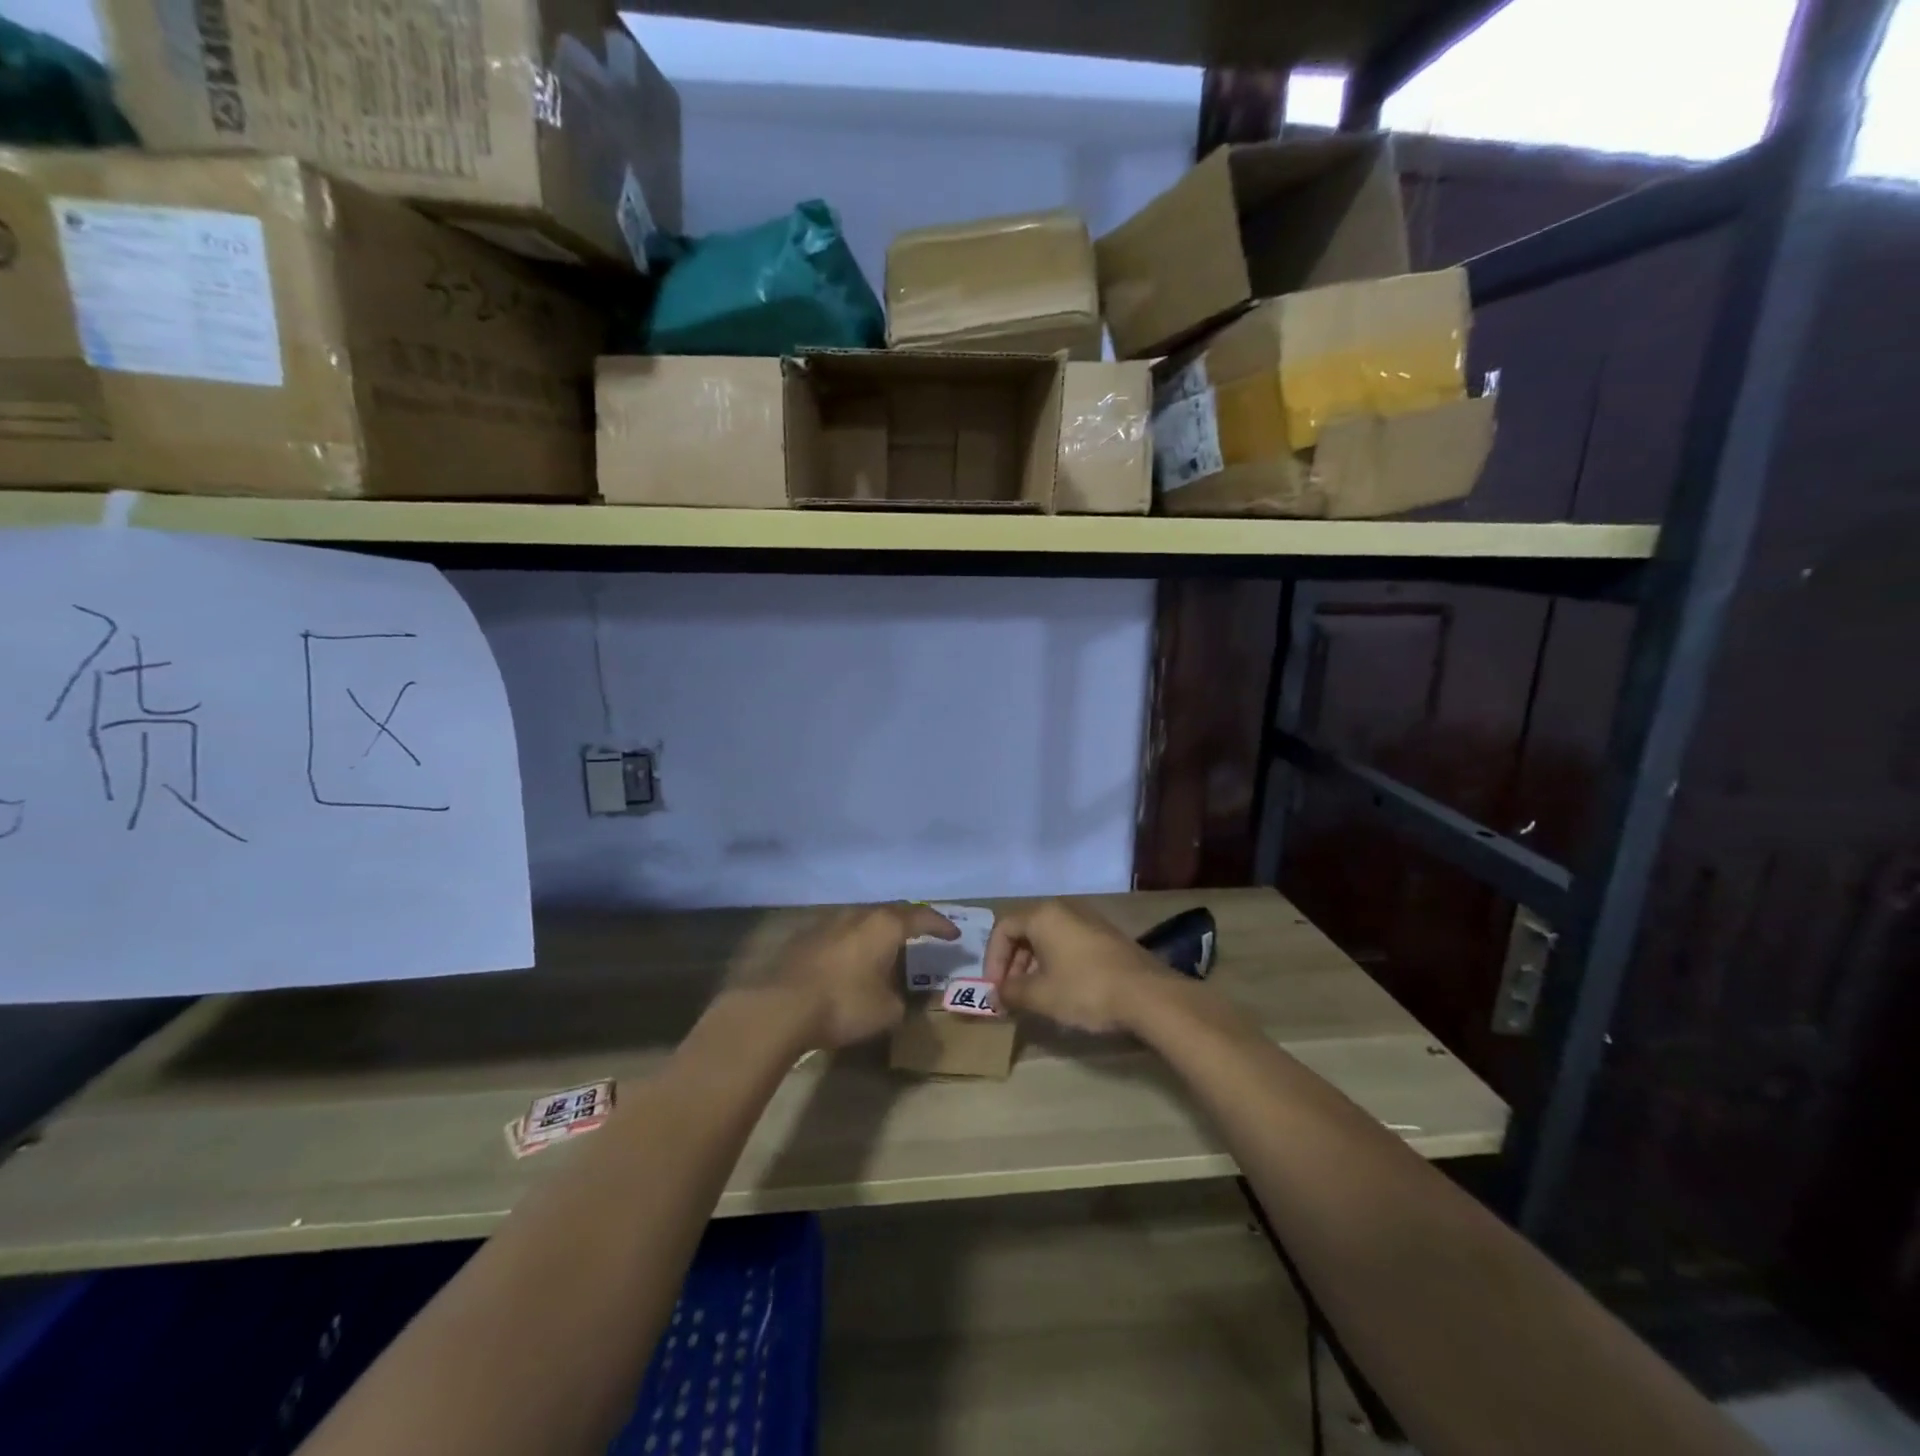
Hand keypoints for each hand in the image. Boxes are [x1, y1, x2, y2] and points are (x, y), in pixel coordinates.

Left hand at [733, 903, 958, 1049]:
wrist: (779, 1006)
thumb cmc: (843, 1004)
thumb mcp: (887, 1011)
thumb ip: (900, 1000)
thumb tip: (895, 996)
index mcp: (885, 926)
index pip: (921, 916)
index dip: (940, 925)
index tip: (953, 934)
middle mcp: (858, 915)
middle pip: (890, 912)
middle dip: (909, 922)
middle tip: (922, 933)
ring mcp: (827, 923)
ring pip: (861, 919)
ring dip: (877, 931)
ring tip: (886, 946)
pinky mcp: (804, 938)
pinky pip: (839, 933)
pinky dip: (852, 943)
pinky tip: (850, 959)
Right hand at [983, 899, 1166, 1033]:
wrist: (1148, 995)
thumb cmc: (1085, 990)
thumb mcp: (1041, 996)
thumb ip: (1011, 993)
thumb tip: (995, 995)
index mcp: (1043, 915)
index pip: (1003, 929)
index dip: (993, 960)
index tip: (996, 990)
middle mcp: (1064, 908)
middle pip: (1025, 930)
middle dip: (1013, 963)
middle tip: (1012, 994)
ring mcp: (1089, 920)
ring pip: (1048, 937)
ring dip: (1034, 965)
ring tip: (1035, 996)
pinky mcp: (1107, 936)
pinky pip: (1069, 943)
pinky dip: (1057, 963)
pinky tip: (1063, 991)